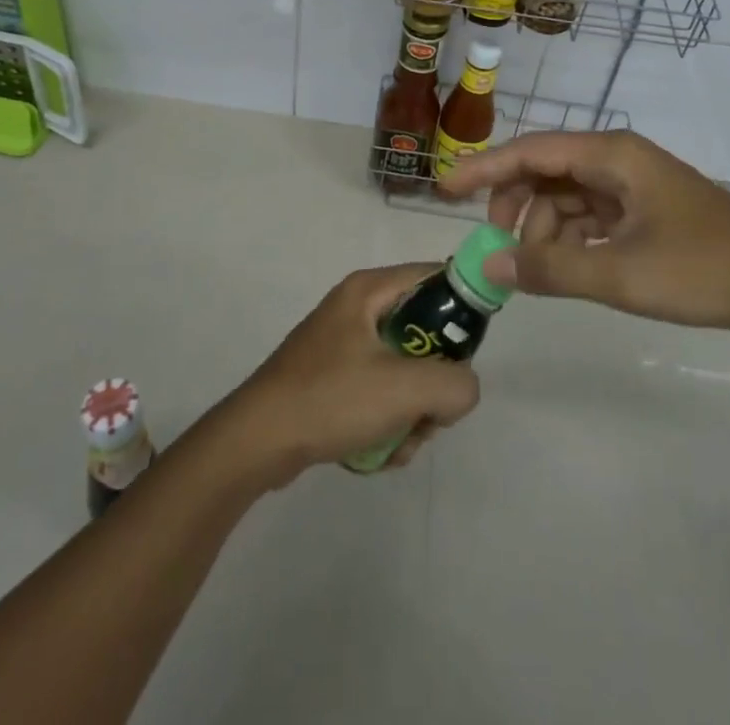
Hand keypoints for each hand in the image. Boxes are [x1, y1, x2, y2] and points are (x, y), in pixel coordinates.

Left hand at [220, 264, 480, 486]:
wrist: (256, 442)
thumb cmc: (330, 399)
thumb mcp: (404, 389)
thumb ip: (454, 383)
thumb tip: (464, 388)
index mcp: (369, 290)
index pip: (435, 276)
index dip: (463, 306)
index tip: (472, 352)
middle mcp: (357, 309)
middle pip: (424, 333)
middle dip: (433, 382)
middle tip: (429, 413)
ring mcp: (342, 345)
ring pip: (404, 371)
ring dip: (411, 414)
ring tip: (396, 441)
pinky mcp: (333, 379)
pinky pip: (379, 394)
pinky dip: (386, 424)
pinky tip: (374, 452)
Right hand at [435, 131, 729, 336]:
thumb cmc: (705, 270)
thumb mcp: (622, 274)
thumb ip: (552, 269)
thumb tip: (488, 264)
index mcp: (611, 155)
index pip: (530, 151)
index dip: (483, 169)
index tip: (444, 190)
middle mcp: (617, 159)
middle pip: (545, 171)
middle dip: (515, 206)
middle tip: (498, 247)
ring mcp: (632, 184)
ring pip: (565, 197)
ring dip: (544, 229)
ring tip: (543, 271)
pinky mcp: (644, 210)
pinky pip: (589, 216)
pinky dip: (570, 239)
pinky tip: (570, 268)